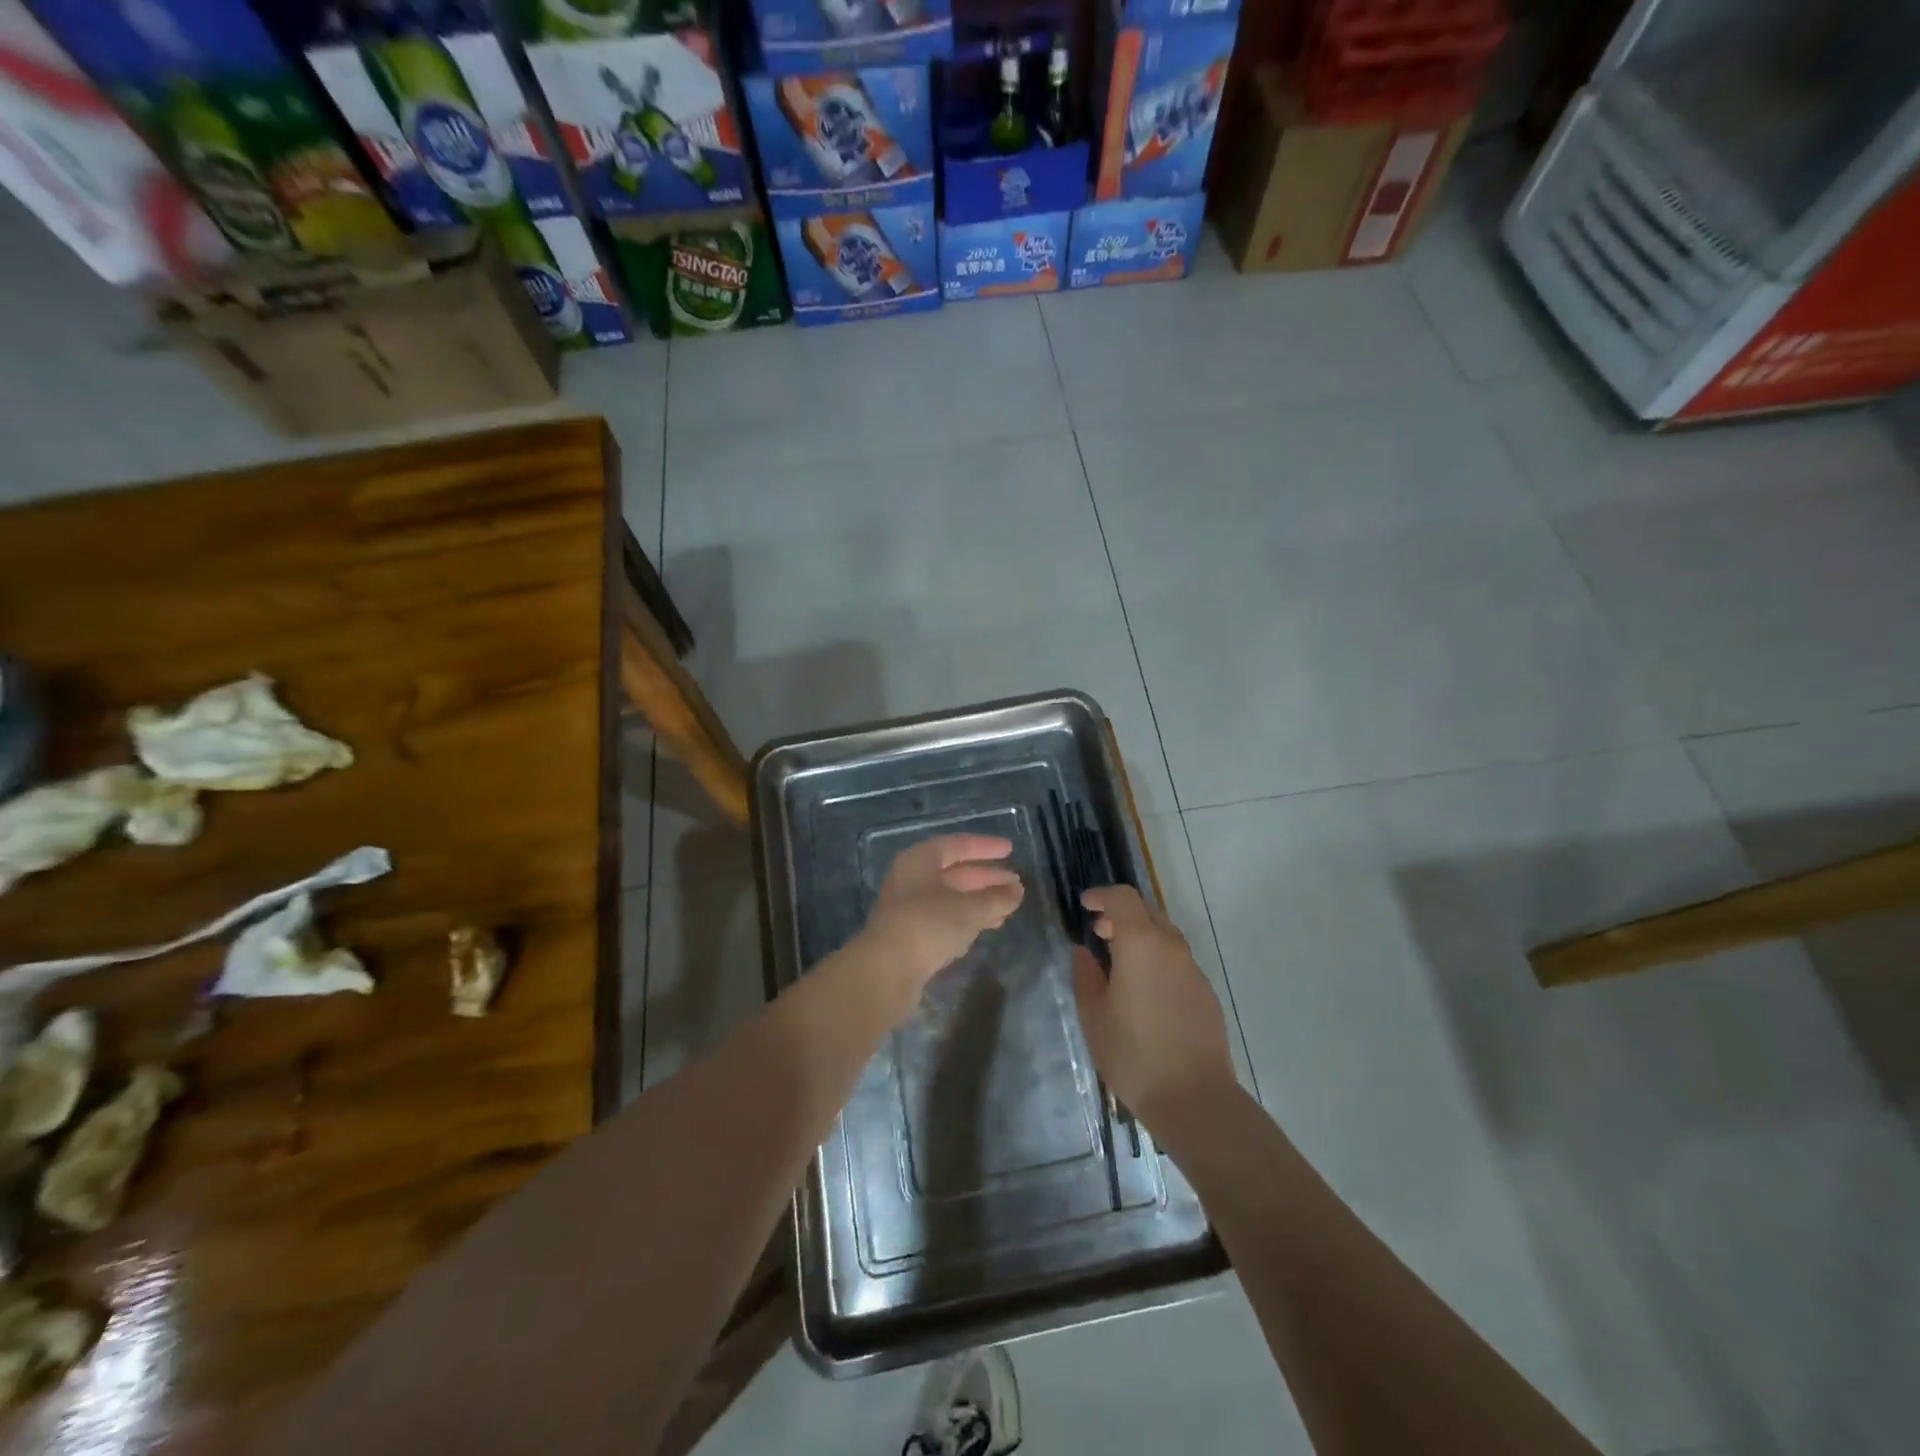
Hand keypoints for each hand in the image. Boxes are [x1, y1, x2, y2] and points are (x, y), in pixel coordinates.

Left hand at [858, 834, 1023, 1008]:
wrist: (885, 971)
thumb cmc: (928, 925)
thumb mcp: (968, 909)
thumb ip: (996, 898)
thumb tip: (1017, 890)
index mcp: (920, 860)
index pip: (957, 845)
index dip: (985, 847)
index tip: (1010, 850)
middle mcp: (911, 878)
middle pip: (954, 872)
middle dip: (986, 878)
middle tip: (1015, 884)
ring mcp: (908, 908)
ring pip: (950, 898)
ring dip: (979, 901)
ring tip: (1007, 908)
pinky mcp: (909, 935)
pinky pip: (943, 919)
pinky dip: (965, 920)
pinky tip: (985, 928)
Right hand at [1072, 885, 1236, 1125]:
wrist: (1194, 1098)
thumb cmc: (1134, 1054)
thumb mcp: (1094, 1016)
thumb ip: (1086, 976)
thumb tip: (1085, 953)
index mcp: (1141, 944)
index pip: (1123, 898)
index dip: (1102, 895)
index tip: (1085, 906)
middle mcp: (1171, 947)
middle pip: (1147, 911)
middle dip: (1122, 914)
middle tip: (1100, 933)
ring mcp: (1193, 969)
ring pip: (1165, 935)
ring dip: (1141, 937)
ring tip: (1119, 964)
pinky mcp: (1206, 992)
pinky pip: (1177, 960)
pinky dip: (1157, 959)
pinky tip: (1144, 992)